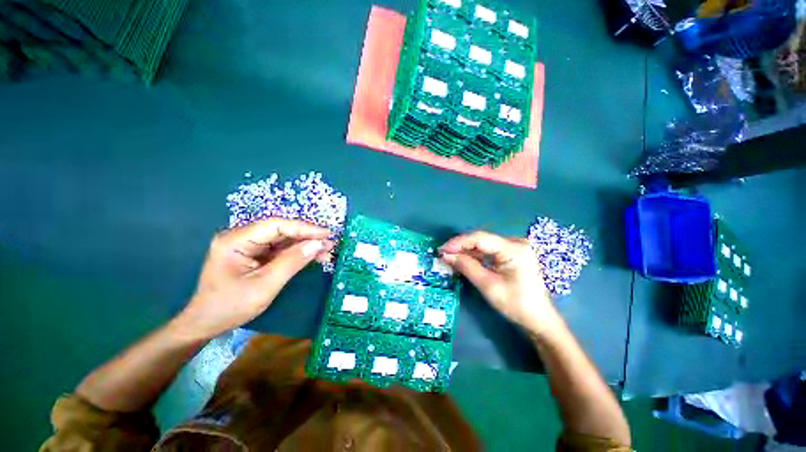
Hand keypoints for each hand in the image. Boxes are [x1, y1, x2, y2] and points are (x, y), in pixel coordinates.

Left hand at [172, 218, 333, 340]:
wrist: (206, 323)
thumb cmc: (231, 306)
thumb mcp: (265, 285)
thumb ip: (292, 262)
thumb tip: (318, 244)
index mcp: (236, 240)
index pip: (276, 226)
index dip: (304, 228)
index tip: (326, 234)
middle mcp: (242, 237)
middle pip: (281, 231)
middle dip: (307, 237)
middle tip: (330, 244)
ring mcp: (248, 245)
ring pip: (283, 240)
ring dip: (305, 245)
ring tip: (326, 251)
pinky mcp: (255, 254)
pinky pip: (280, 249)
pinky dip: (298, 253)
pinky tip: (313, 257)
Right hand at [440, 231, 560, 335]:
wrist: (538, 320)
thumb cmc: (516, 305)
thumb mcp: (488, 285)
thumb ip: (466, 267)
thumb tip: (446, 255)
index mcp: (514, 249)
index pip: (480, 238)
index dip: (458, 242)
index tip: (442, 249)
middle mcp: (515, 243)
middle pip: (481, 240)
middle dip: (460, 246)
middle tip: (443, 254)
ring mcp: (514, 248)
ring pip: (483, 245)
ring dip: (466, 251)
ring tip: (449, 257)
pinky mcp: (511, 255)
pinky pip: (489, 251)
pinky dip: (475, 256)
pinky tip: (463, 260)